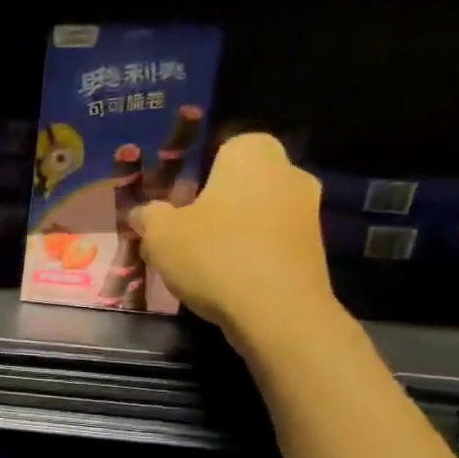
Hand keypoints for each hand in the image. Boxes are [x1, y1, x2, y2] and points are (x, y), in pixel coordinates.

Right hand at [129, 133, 337, 351]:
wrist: (277, 311)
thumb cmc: (214, 255)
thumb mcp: (160, 234)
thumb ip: (149, 216)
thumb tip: (143, 213)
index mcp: (252, 155)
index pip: (225, 146)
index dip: (199, 171)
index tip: (179, 199)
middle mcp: (288, 173)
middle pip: (243, 182)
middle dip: (216, 202)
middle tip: (184, 231)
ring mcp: (307, 212)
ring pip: (258, 213)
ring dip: (234, 230)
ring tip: (201, 262)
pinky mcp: (314, 249)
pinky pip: (272, 242)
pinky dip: (251, 254)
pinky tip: (228, 279)